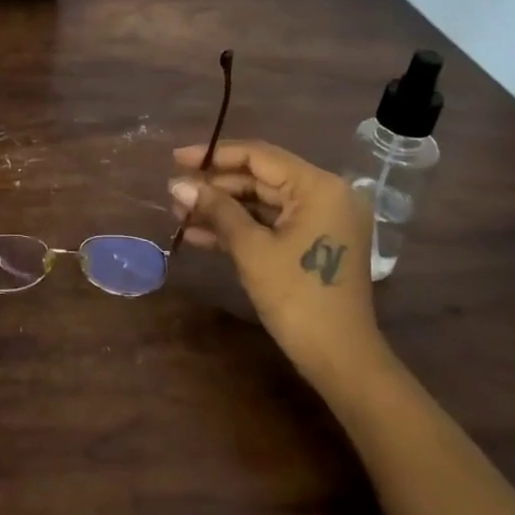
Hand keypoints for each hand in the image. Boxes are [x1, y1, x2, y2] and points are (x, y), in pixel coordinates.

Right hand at [169, 140, 389, 385]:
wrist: (339, 358)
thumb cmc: (297, 296)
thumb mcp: (251, 249)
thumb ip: (216, 209)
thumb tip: (177, 184)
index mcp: (319, 186)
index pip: (259, 156)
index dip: (214, 155)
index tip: (176, 159)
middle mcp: (325, 194)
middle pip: (260, 178)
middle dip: (215, 187)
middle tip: (175, 194)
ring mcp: (322, 220)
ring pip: (262, 203)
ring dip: (222, 209)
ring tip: (180, 214)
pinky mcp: (314, 243)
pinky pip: (272, 224)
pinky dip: (240, 228)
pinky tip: (199, 235)